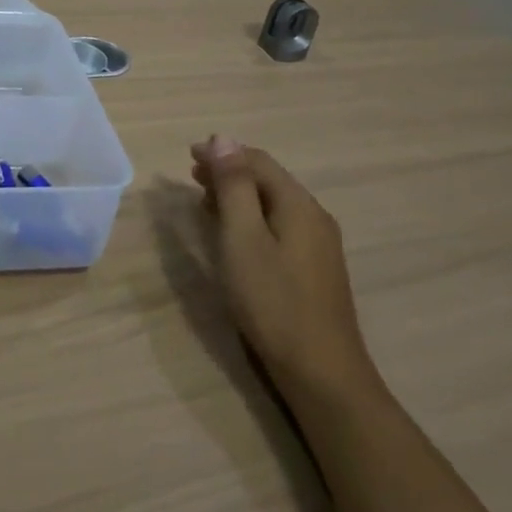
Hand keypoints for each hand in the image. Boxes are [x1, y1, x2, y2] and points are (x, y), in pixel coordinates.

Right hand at [189, 135, 376, 398]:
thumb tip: (223, 138)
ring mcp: (318, 245)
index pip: (258, 161)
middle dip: (229, 172)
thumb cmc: (274, 302)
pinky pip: (279, 226)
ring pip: (273, 204)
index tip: (188, 156)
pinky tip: (235, 235)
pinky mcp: (315, 269)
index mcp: (298, 204)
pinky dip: (252, 218)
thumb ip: (234, 187)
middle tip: (192, 176)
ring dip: (239, 195)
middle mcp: (314, 216)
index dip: (223, 153)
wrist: (322, 373)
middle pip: (268, 180)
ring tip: (205, 201)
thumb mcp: (243, 239)